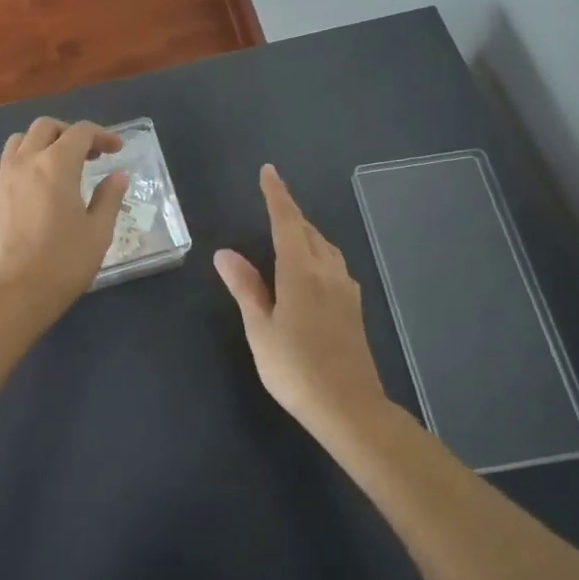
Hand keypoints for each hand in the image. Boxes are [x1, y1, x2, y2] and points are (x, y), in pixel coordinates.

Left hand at [0, 118, 128, 320]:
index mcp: (58, 165)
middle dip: (69, 133)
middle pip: (45, 127)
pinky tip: (9, 176)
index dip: (103, 135)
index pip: (81, 132)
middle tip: (88, 155)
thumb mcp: (99, 231)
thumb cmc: (65, 262)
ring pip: (16, 142)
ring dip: (38, 144)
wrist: (18, 294)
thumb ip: (109, 197)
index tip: (116, 150)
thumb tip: (117, 175)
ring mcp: (0, 179)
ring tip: (53, 165)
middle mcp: (26, 162)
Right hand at [214, 164, 387, 433]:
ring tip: (289, 232)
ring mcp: (345, 289)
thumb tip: (224, 253)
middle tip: (272, 202)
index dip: (277, 194)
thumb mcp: (261, 329)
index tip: (268, 171)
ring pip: (326, 247)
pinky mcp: (354, 307)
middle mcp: (327, 271)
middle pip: (309, 230)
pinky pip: (335, 265)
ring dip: (307, 232)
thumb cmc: (296, 369)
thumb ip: (245, 287)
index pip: (287, 221)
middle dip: (290, 212)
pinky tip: (312, 270)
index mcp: (301, 271)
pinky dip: (319, 253)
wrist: (350, 408)